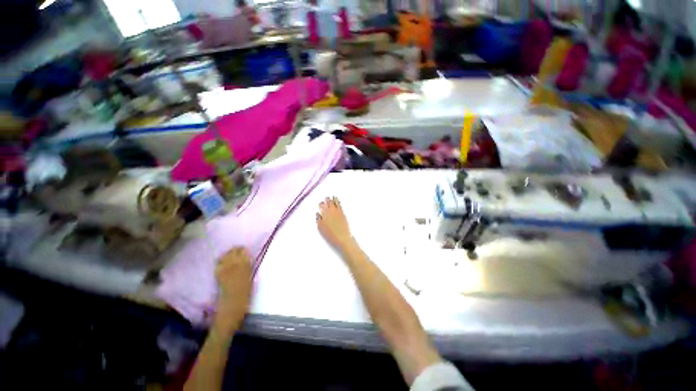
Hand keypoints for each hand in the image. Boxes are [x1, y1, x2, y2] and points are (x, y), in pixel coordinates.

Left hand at [213, 247, 251, 335]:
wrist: (231, 308)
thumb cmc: (245, 295)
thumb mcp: (251, 280)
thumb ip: (248, 269)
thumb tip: (248, 260)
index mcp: (246, 267)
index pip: (244, 253)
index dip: (244, 250)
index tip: (245, 248)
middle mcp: (235, 266)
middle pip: (234, 253)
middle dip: (236, 250)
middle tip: (238, 248)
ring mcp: (225, 270)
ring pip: (226, 256)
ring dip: (228, 253)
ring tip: (230, 252)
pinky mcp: (218, 275)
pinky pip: (219, 264)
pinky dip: (220, 260)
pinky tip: (221, 260)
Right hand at [317, 196, 353, 249]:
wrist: (342, 238)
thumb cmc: (331, 235)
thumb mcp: (321, 228)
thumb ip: (318, 219)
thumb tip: (318, 213)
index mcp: (324, 214)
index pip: (321, 206)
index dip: (320, 204)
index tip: (320, 203)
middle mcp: (331, 211)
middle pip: (328, 203)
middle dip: (326, 200)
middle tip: (325, 198)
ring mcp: (337, 211)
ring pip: (334, 202)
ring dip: (332, 199)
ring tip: (331, 196)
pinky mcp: (343, 213)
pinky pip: (339, 204)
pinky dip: (337, 200)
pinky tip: (336, 199)